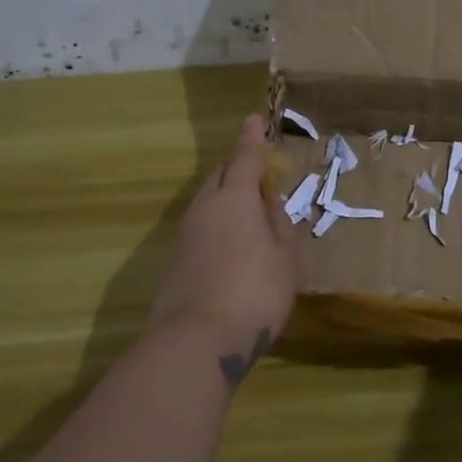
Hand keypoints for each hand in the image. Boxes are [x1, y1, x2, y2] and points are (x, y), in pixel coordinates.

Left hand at [148, 115, 299, 380]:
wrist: (197, 341)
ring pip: (208, 201)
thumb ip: (281, 224)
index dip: (253, 138)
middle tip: (261, 178)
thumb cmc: (255, 293)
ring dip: (227, 198)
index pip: (245, 157)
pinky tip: (231, 248)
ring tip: (250, 216)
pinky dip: (217, 224)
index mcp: (236, 198)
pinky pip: (200, 226)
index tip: (255, 120)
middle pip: (221, 175)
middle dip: (239, 168)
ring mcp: (185, 233)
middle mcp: (205, 207)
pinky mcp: (174, 259)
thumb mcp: (286, 259)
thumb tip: (271, 203)